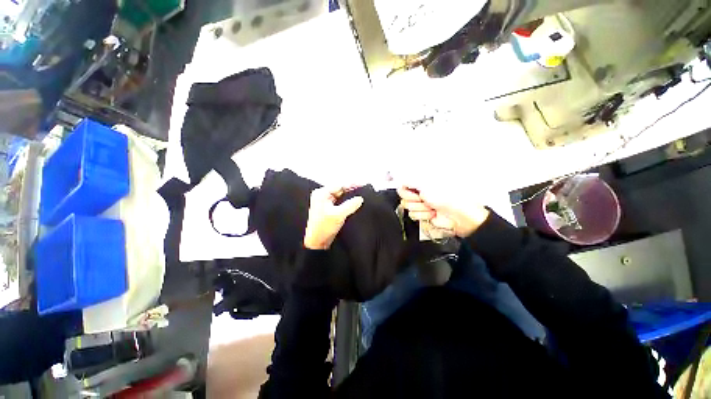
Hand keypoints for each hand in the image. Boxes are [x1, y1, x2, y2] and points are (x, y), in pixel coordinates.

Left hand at [303, 187, 363, 249]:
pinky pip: (340, 202)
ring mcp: (325, 202)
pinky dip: (347, 202)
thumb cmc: (323, 227)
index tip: (362, 184)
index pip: (339, 185)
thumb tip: (360, 198)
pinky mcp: (328, 209)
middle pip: (340, 189)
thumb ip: (351, 205)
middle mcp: (322, 196)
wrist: (317, 242)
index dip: (351, 185)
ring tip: (361, 196)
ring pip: (340, 196)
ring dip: (349, 196)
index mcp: (321, 193)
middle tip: (363, 190)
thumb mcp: (339, 215)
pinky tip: (354, 203)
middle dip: (351, 190)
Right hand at [397, 186, 489, 237]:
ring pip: (409, 208)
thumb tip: (401, 180)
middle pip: (404, 198)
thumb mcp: (427, 186)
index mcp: (422, 184)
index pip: (403, 186)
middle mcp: (420, 194)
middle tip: (426, 200)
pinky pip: (414, 216)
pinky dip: (424, 216)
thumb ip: (411, 181)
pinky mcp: (423, 216)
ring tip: (432, 207)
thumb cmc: (449, 198)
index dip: (407, 191)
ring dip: (421, 209)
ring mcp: (422, 205)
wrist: (459, 216)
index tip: (415, 192)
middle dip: (415, 201)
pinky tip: (432, 214)